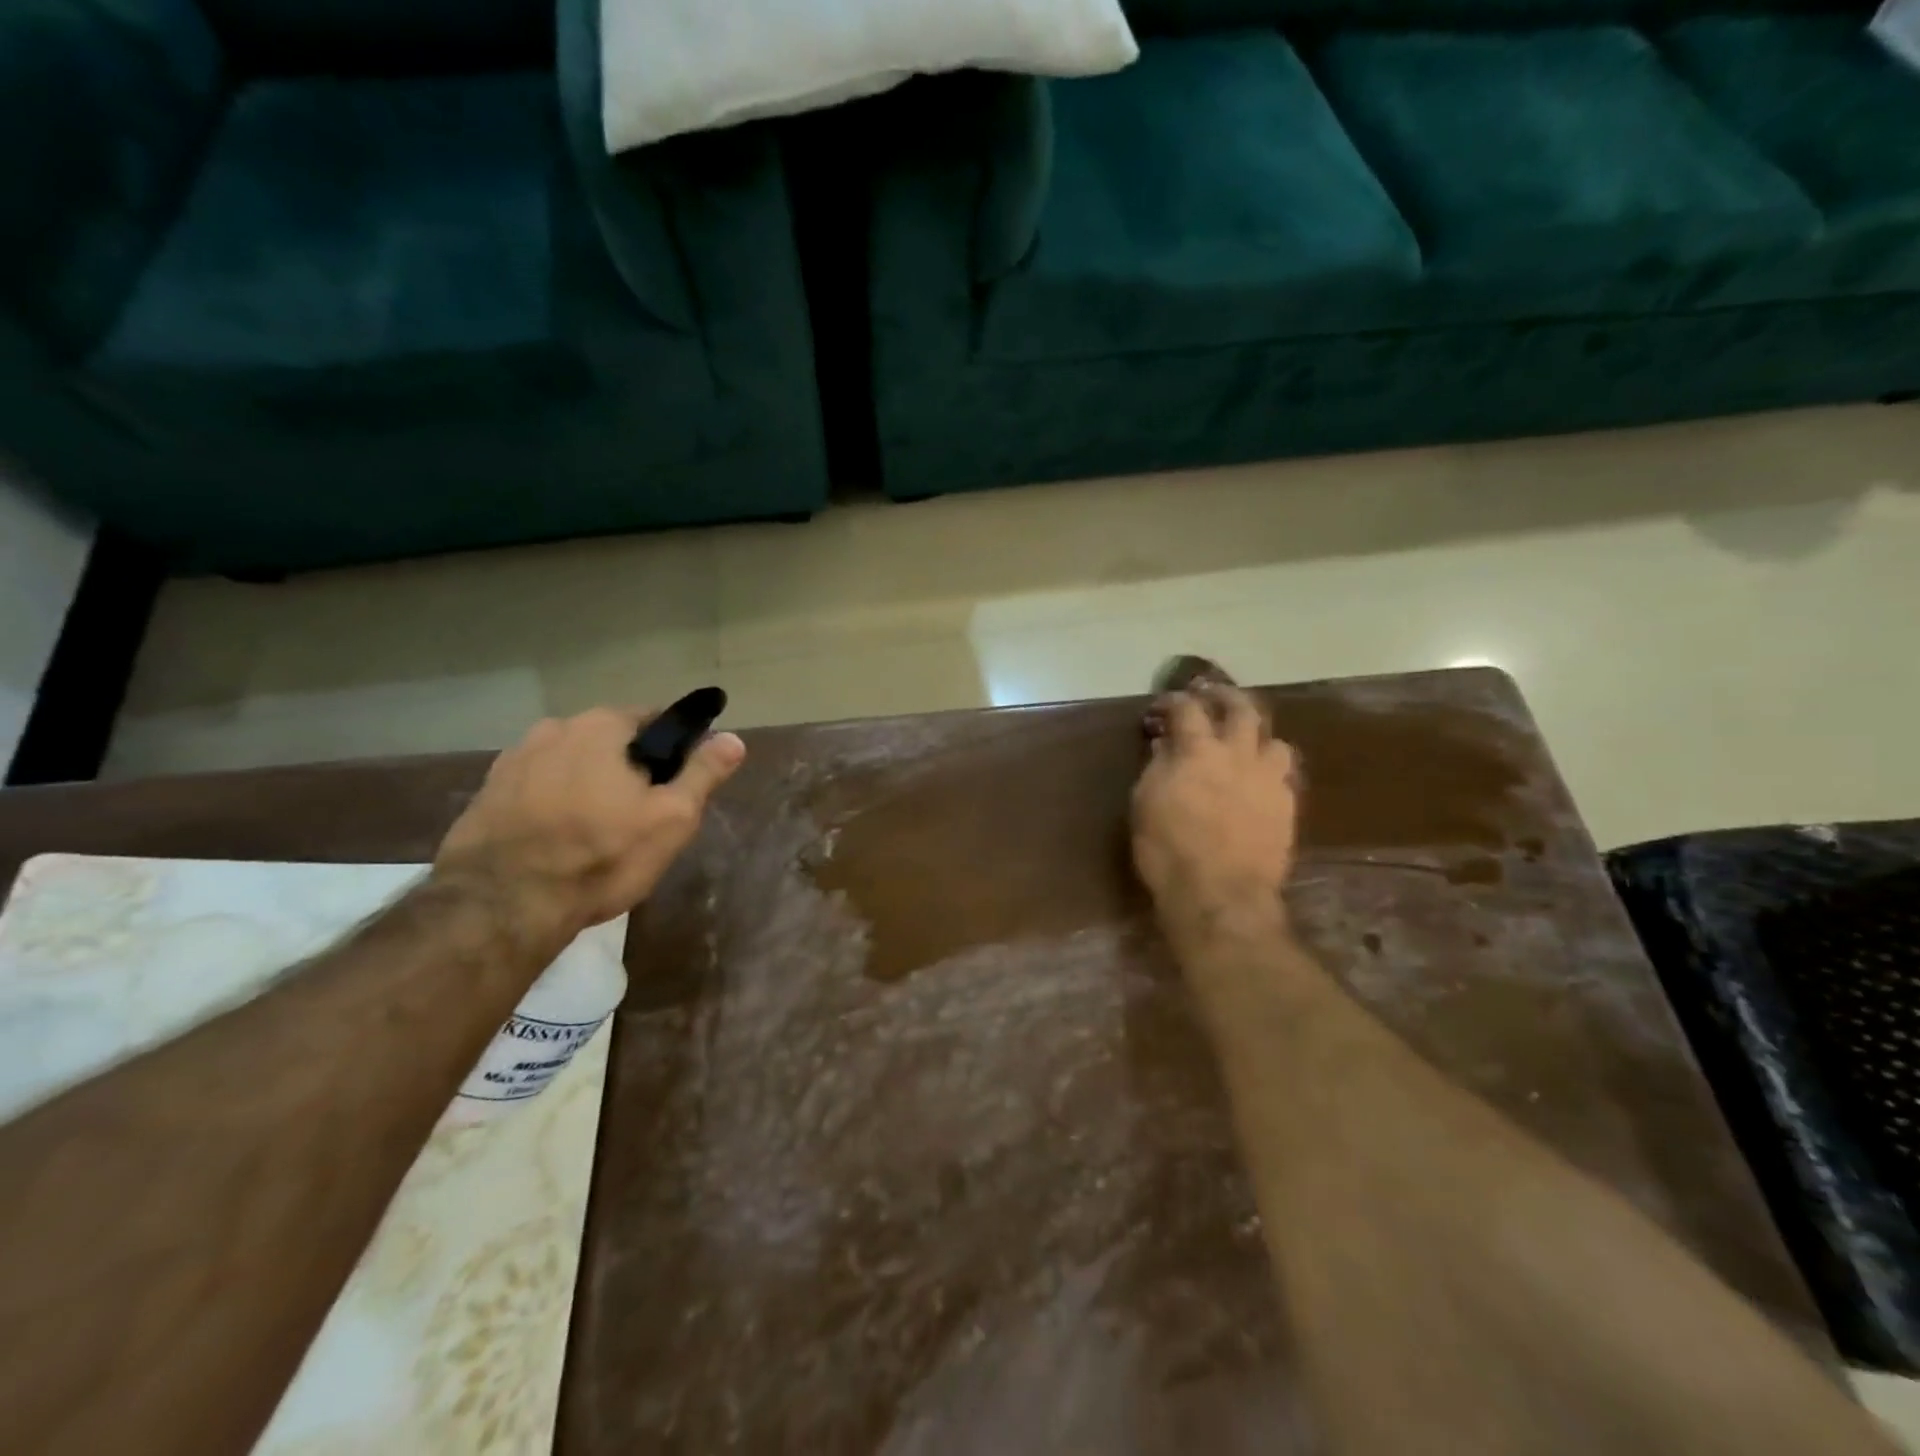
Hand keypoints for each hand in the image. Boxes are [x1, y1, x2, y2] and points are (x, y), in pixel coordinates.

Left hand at [435, 707, 745, 940]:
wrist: (502, 905)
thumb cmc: (601, 856)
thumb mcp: (671, 818)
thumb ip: (703, 773)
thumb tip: (734, 738)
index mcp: (601, 726)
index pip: (653, 719)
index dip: (672, 751)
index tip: (676, 786)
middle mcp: (553, 728)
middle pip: (609, 743)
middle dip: (627, 769)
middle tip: (641, 816)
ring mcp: (512, 760)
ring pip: (570, 765)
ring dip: (587, 785)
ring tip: (597, 833)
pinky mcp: (486, 793)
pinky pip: (537, 788)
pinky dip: (552, 804)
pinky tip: (558, 841)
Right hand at [1132, 684, 1298, 937]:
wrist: (1221, 894)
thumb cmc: (1168, 849)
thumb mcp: (1146, 803)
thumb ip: (1158, 767)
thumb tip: (1165, 745)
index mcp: (1198, 750)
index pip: (1187, 709)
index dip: (1173, 701)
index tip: (1163, 706)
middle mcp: (1239, 754)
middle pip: (1242, 708)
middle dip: (1226, 696)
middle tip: (1213, 696)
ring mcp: (1269, 780)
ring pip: (1274, 740)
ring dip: (1258, 735)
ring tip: (1246, 742)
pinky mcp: (1287, 807)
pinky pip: (1284, 776)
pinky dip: (1268, 769)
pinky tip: (1258, 781)